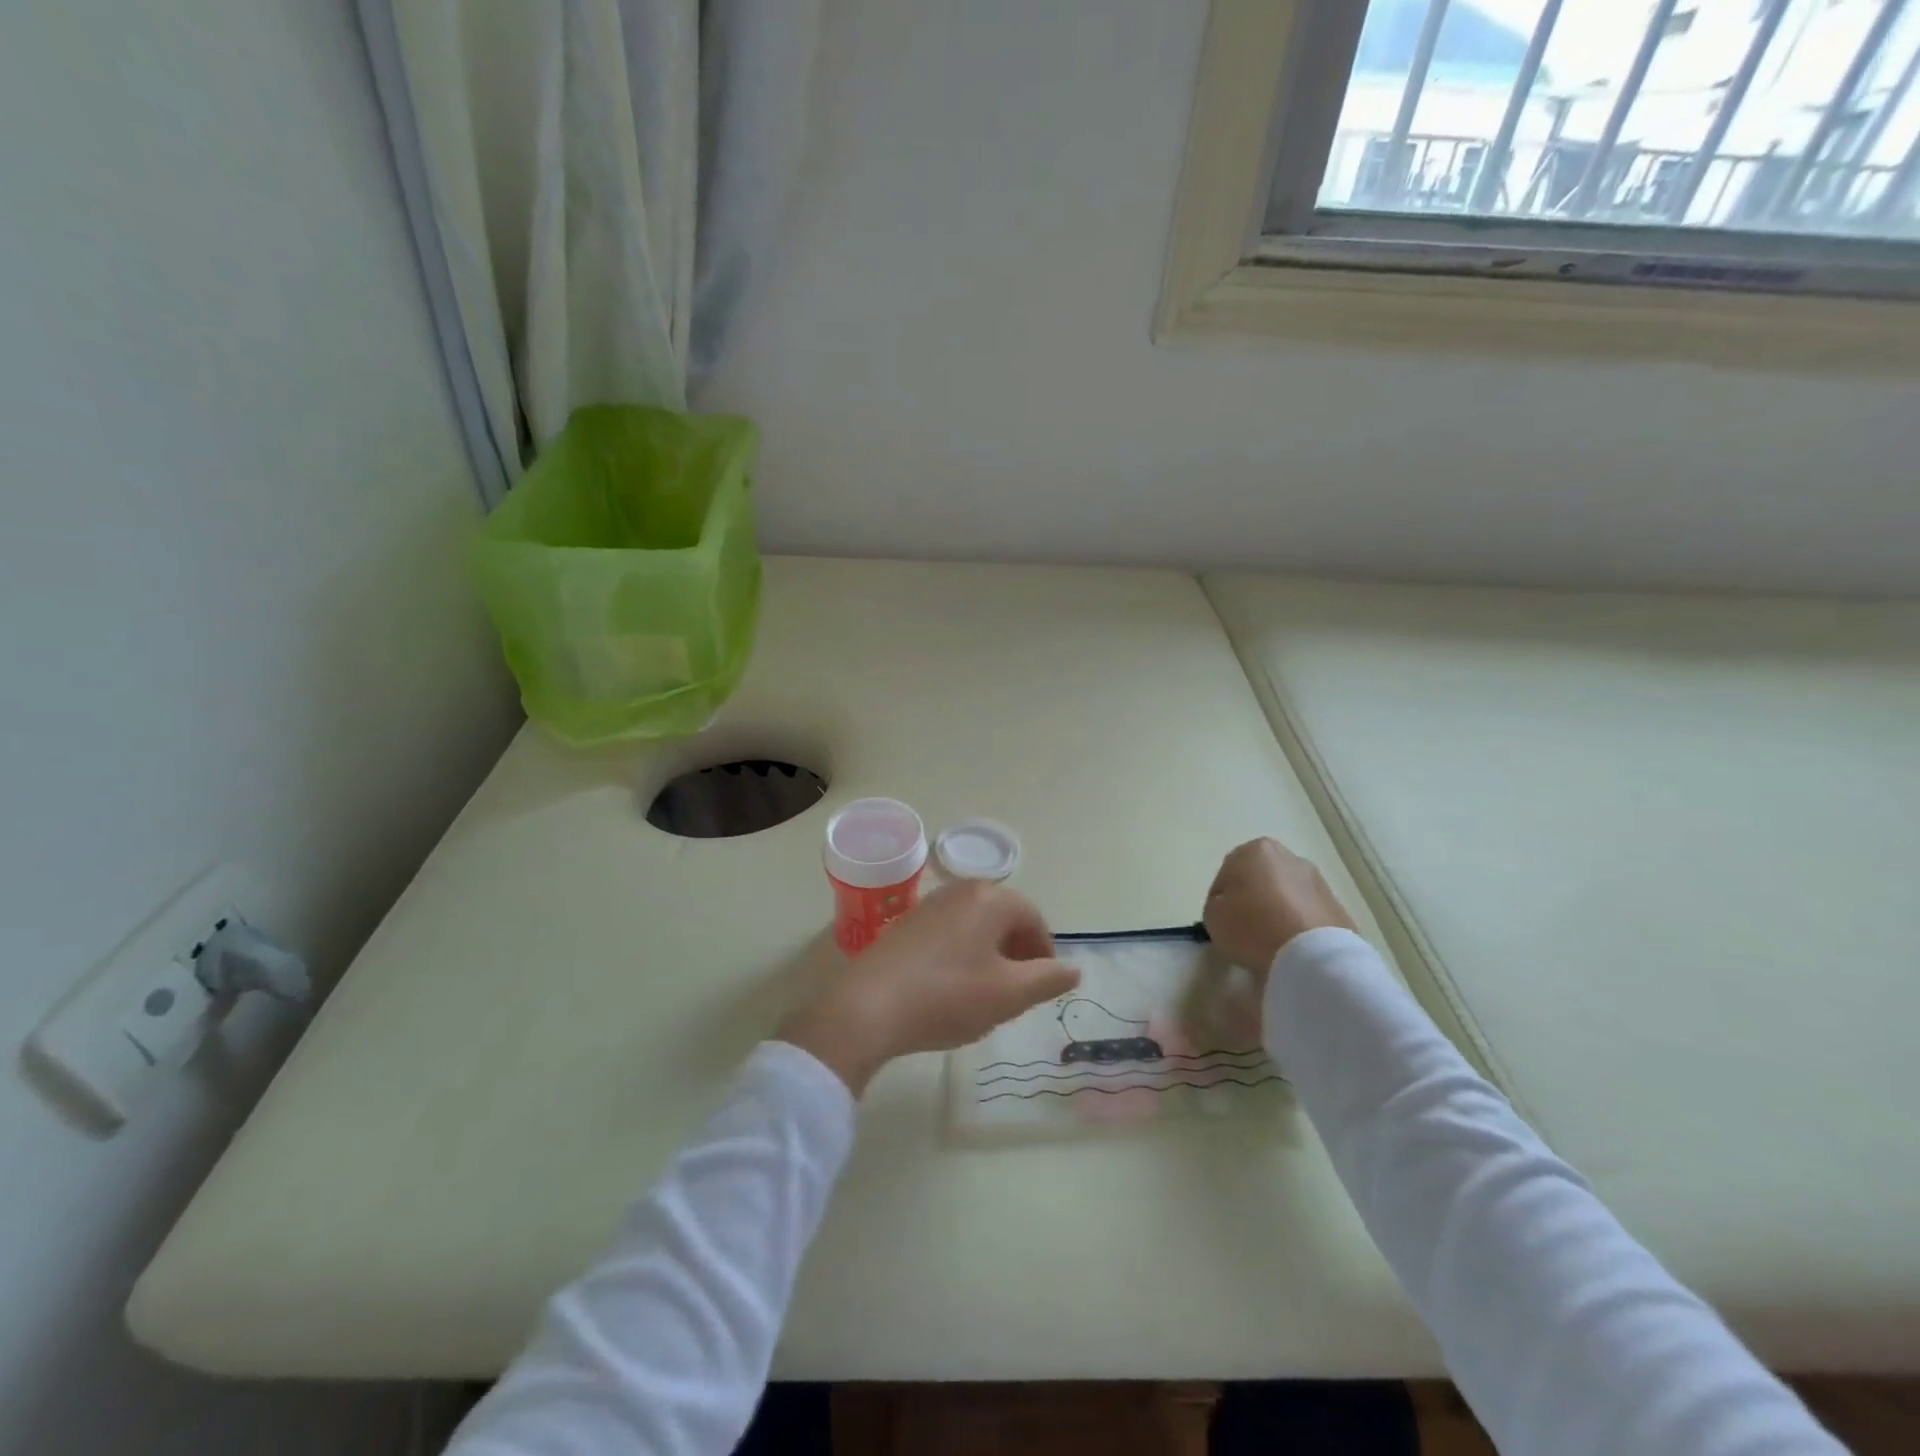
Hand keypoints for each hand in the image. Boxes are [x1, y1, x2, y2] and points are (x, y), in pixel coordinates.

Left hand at [780, 881, 1080, 1094]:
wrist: (868, 1007)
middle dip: (1017, 953)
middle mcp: (960, 890)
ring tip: (986, 994)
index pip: (1033, 919)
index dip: (1045, 953)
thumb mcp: (1008, 995)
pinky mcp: (906, 923)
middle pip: (1004, 917)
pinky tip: (951, 989)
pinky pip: (949, 933)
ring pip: (976, 926)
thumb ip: (1047, 979)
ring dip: (990, 955)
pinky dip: (962, 955)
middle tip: (1018, 992)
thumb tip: (1074, 969)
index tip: (1043, 986)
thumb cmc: (947, 997)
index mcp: (990, 899)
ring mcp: (929, 904)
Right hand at [1203, 838, 1355, 975]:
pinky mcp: (1338, 907)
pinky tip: (1292, 947)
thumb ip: (1217, 904)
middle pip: (1260, 879)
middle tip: (1245, 928)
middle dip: (1253, 899)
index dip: (1221, 900)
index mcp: (1255, 850)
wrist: (1313, 955)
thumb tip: (1232, 907)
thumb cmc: (1254, 927)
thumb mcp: (1213, 916)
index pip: (1227, 875)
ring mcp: (1318, 881)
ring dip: (1278, 912)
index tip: (1223, 921)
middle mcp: (1289, 857)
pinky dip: (1298, 926)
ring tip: (1271, 942)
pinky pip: (1307, 914)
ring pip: (1286, 895)